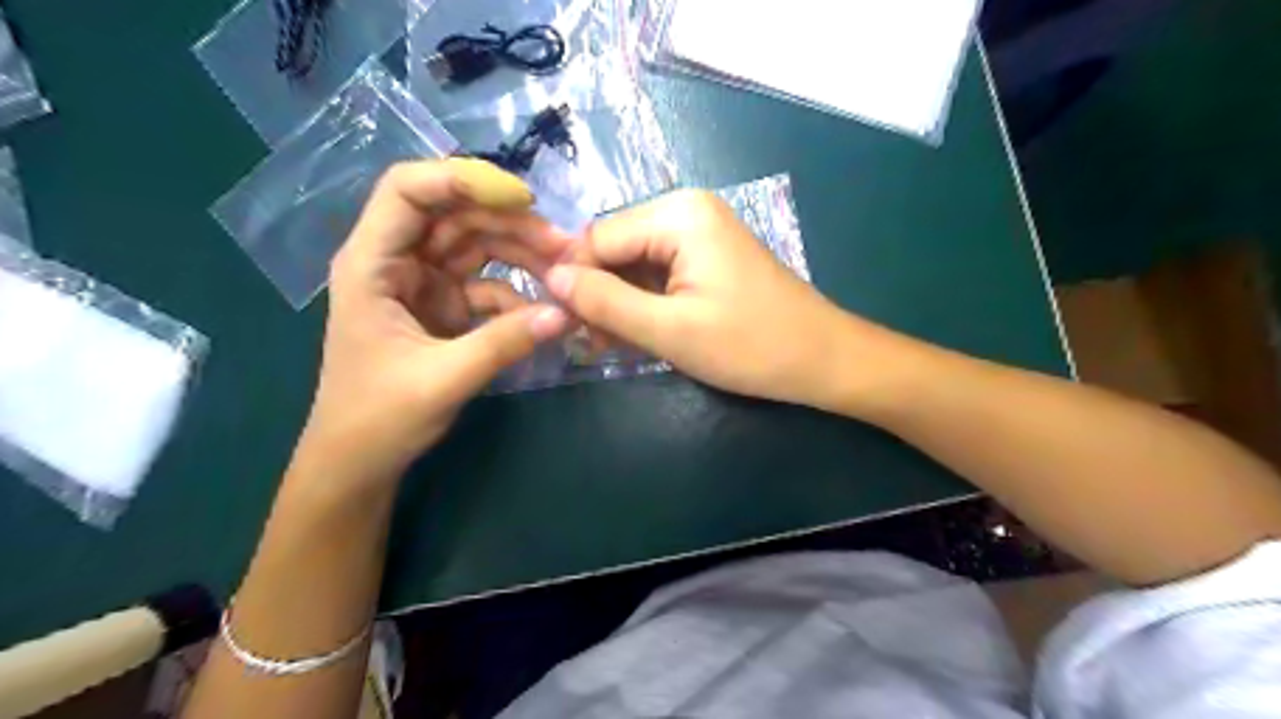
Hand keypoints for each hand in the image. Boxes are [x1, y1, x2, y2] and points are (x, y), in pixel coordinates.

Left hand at [297, 158, 567, 487]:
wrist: (360, 462)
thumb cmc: (379, 419)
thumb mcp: (443, 379)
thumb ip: (504, 343)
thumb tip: (565, 313)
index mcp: (372, 264)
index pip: (408, 191)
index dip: (460, 180)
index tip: (520, 198)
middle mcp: (396, 262)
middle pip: (455, 216)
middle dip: (510, 224)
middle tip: (564, 245)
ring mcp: (423, 284)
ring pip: (476, 247)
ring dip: (521, 254)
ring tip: (564, 269)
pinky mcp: (444, 308)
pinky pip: (487, 286)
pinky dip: (516, 294)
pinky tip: (544, 310)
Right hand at [541, 188, 853, 406]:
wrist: (823, 359)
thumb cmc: (750, 345)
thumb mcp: (669, 330)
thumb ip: (604, 302)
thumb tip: (549, 278)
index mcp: (677, 215)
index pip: (596, 238)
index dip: (575, 282)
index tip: (568, 328)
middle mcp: (685, 210)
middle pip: (614, 248)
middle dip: (600, 295)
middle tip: (596, 344)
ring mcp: (700, 232)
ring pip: (633, 265)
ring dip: (621, 304)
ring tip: (617, 346)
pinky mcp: (708, 256)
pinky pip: (658, 274)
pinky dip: (645, 304)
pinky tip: (643, 334)